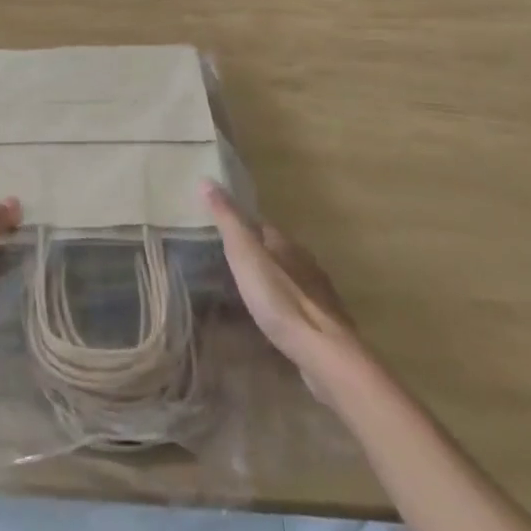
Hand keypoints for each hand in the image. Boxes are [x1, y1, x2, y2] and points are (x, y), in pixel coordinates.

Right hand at [204, 183, 364, 405]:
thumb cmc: (279, 299)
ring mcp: (318, 294)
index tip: (224, 226)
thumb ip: (228, 220)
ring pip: (291, 278)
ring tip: (250, 290)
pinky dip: (285, 306)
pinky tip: (275, 318)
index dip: (244, 223)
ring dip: (273, 280)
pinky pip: (299, 305)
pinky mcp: (324, 324)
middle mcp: (305, 263)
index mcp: (285, 244)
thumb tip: (207, 179)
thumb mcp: (245, 254)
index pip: (262, 225)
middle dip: (259, 253)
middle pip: (278, 251)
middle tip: (232, 261)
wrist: (323, 351)